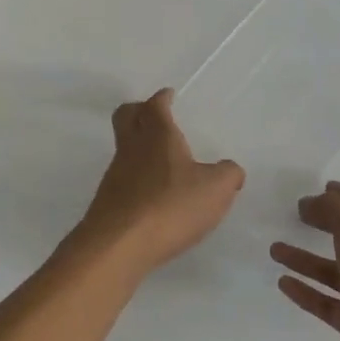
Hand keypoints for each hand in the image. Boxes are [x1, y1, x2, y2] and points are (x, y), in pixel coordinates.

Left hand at [68, 90, 244, 278]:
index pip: (155, 105)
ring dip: (138, 147)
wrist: (119, 245)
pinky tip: (153, 194)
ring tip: (161, 161)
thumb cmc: (171, 206)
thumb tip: (231, 170)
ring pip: (123, 147)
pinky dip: (136, 177)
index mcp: (158, 135)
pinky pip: (123, 178)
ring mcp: (116, 174)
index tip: (168, 95)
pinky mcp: (108, 201)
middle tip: (154, 115)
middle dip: (138, 111)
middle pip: (125, 116)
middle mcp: (132, 148)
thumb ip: (228, 174)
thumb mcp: (216, 189)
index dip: (162, 98)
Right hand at [272, 182, 339, 340]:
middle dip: (323, 225)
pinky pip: (325, 302)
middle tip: (294, 216)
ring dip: (304, 259)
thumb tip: (308, 204)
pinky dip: (305, 292)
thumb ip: (329, 207)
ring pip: (331, 271)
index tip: (321, 187)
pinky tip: (282, 282)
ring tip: (274, 249)